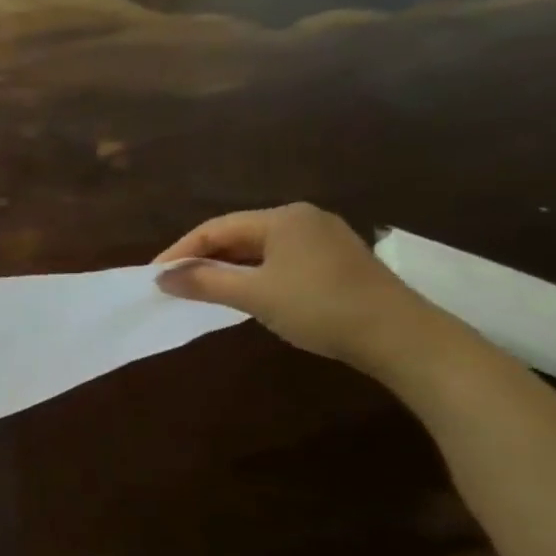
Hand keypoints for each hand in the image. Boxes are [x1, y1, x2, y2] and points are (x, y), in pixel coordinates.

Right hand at [153, 203, 458, 377]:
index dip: (180, 252)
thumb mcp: (253, 295)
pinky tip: (242, 293)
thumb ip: (204, 283)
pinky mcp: (335, 262)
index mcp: (282, 218)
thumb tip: (161, 278)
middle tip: (174, 284)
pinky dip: (252, 275)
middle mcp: (303, 219)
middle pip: (236, 235)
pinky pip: (278, 260)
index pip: (215, 229)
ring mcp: (323, 239)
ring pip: (258, 249)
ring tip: (200, 291)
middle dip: (202, 259)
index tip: (155, 276)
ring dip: (226, 269)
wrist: (400, 337)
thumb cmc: (319, 307)